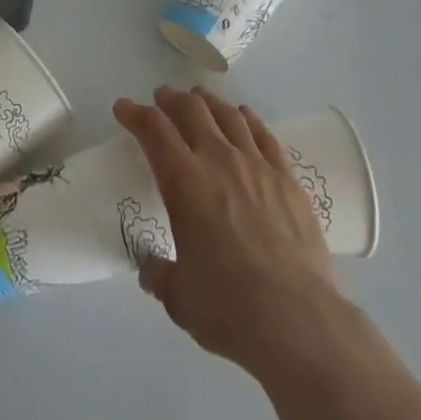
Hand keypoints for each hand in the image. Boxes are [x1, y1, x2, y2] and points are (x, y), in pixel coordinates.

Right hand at [114, 86, 343, 376]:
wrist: (297, 321)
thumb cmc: (228, 308)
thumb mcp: (179, 297)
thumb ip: (160, 275)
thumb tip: (150, 268)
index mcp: (184, 182)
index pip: (153, 130)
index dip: (134, 113)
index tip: (123, 108)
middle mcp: (218, 160)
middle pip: (191, 110)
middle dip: (171, 99)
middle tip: (162, 98)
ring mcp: (256, 165)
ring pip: (228, 115)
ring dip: (208, 102)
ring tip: (199, 99)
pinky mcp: (287, 179)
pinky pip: (264, 134)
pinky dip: (248, 119)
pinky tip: (244, 116)